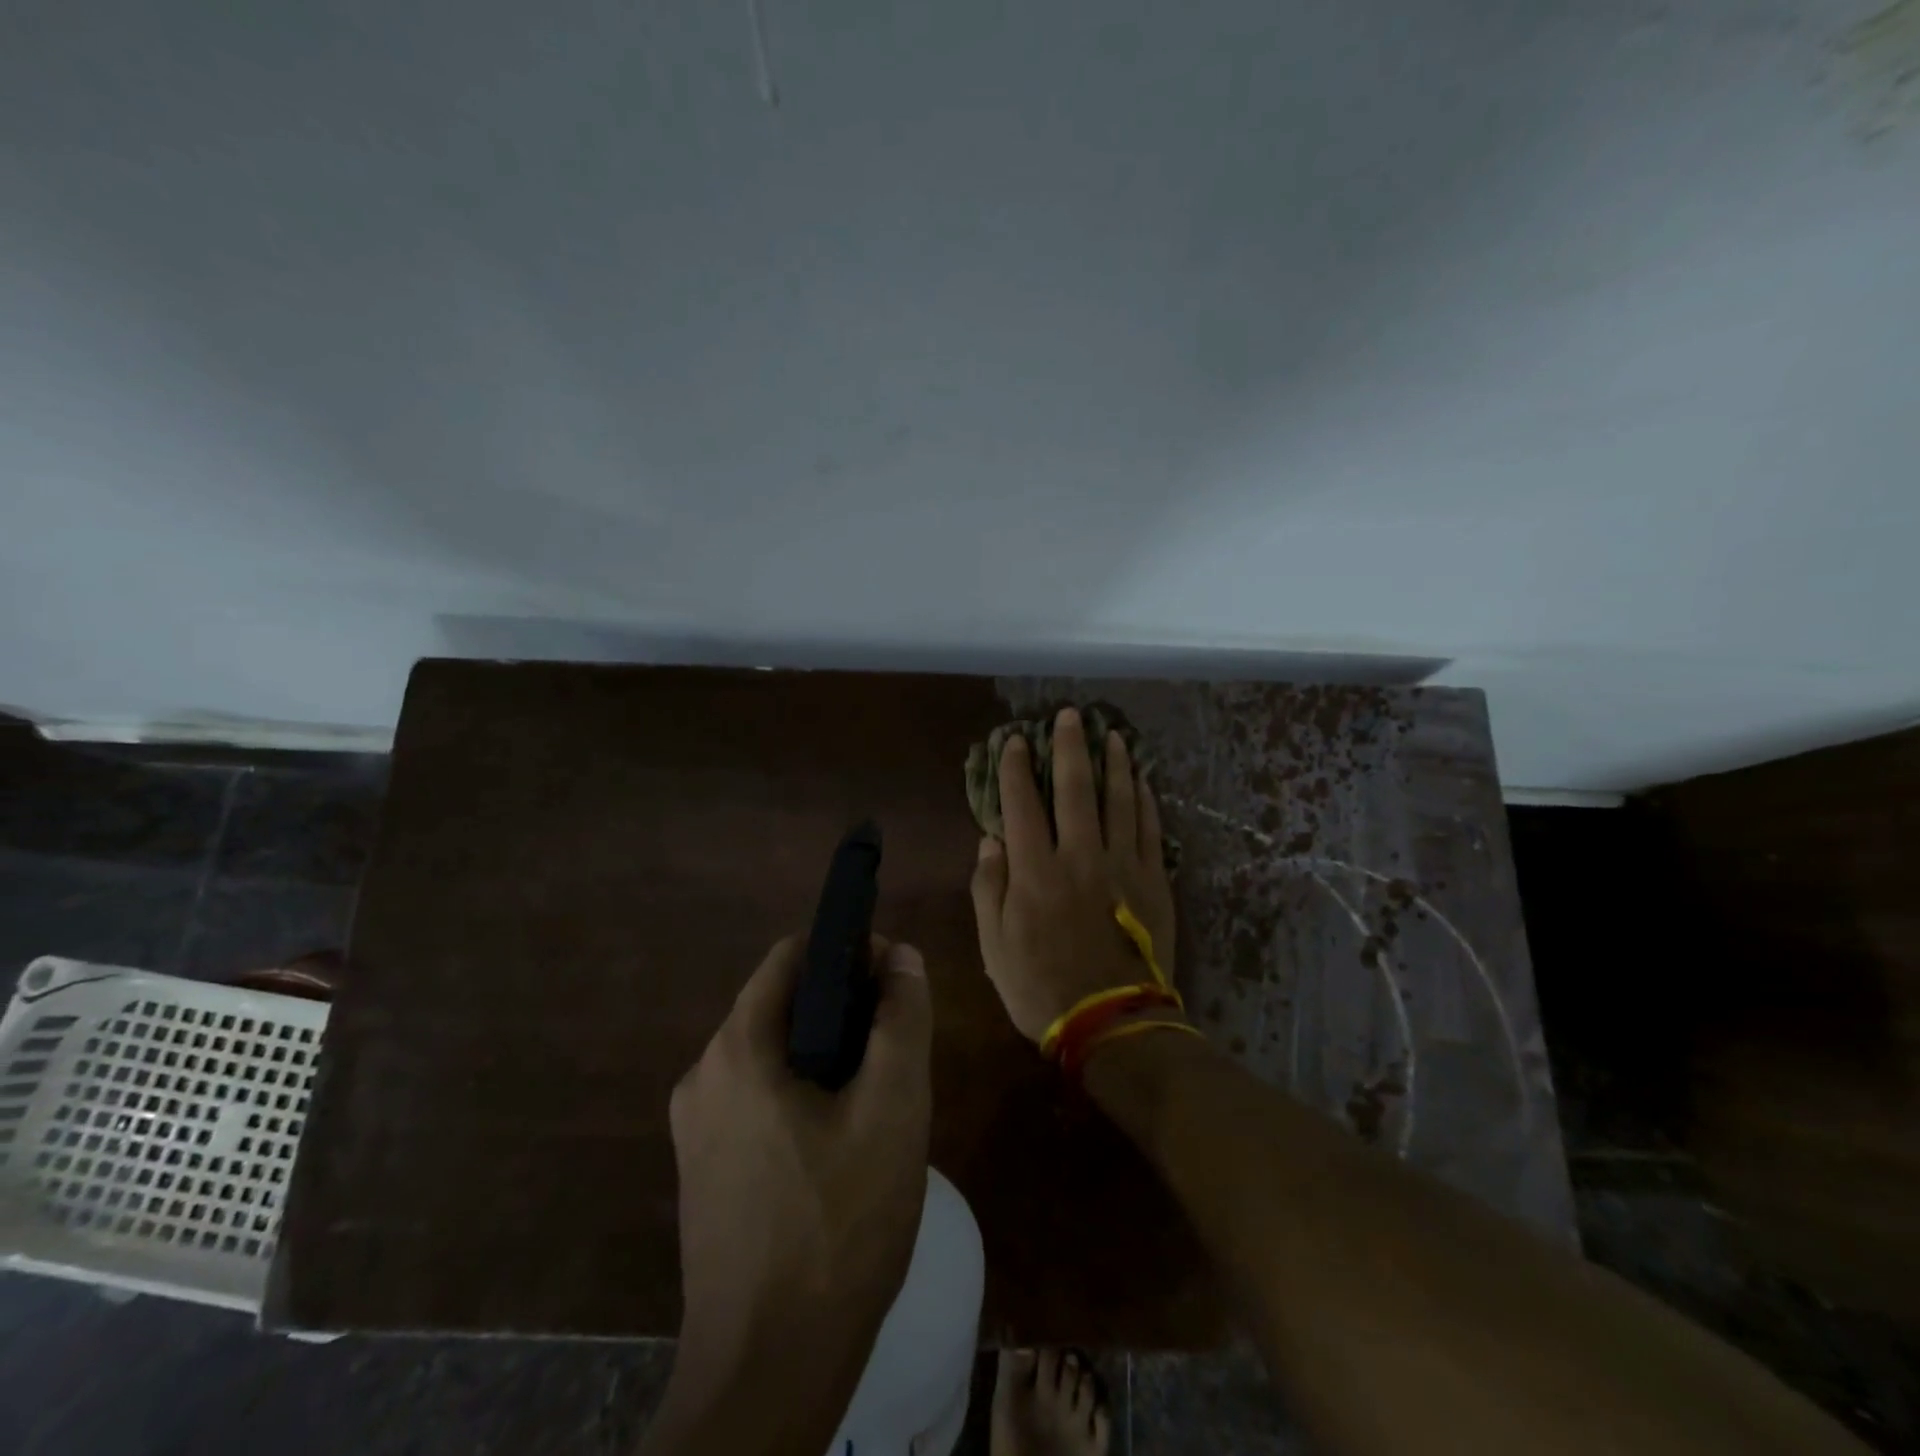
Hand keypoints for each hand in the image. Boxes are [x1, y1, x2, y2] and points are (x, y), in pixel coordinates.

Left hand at [661, 934, 931, 1437]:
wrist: (768, 1373)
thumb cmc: (838, 1226)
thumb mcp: (893, 1110)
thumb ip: (901, 1019)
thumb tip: (902, 956)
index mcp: (737, 1049)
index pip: (791, 956)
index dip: (847, 952)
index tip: (893, 982)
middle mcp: (702, 1076)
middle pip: (781, 1005)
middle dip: (842, 1010)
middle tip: (893, 1050)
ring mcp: (696, 1128)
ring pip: (772, 1055)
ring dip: (825, 1056)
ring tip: (876, 1099)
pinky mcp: (703, 1170)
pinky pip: (757, 1100)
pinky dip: (801, 1095)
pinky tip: (841, 1146)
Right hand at [970, 705, 1177, 1042]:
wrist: (1112, 1023)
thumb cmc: (1041, 988)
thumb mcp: (994, 946)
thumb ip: (988, 888)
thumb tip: (990, 840)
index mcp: (1034, 871)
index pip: (1022, 804)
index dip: (1016, 769)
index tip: (1015, 741)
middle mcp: (1079, 856)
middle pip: (1076, 789)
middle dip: (1071, 747)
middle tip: (1071, 715)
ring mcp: (1122, 865)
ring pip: (1120, 800)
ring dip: (1115, 763)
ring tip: (1113, 735)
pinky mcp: (1154, 880)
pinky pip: (1150, 829)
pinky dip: (1145, 800)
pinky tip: (1142, 781)